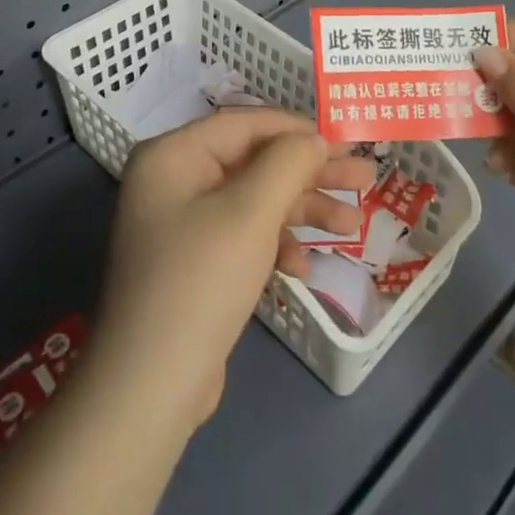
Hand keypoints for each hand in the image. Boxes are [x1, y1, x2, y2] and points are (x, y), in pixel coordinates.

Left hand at [96, 109, 375, 428]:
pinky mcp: (195, 264)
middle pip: (255, 162)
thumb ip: (288, 162)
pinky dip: (276, 245)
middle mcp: (175, 181)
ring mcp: (183, 225)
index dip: (298, 129)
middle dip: (310, 173)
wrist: (149, 390)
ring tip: (354, 224)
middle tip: (364, 176)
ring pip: (255, 201)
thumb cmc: (201, 281)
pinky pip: (244, 236)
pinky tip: (304, 267)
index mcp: (173, 156)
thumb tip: (314, 138)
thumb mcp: (251, 212)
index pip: (245, 124)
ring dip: (303, 211)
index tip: (345, 138)